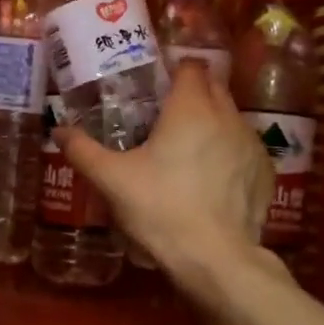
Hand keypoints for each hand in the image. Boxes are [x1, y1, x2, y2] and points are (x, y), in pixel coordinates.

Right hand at [56, 61, 270, 278]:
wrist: (216, 258)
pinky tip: (210, 179)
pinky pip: (243, 148)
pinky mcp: (265, 171)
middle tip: (162, 117)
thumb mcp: (112, 180)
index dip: (173, 71)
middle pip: (212, 87)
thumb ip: (82, 150)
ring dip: (211, 124)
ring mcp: (251, 143)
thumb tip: (57, 130)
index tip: (154, 87)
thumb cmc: (160, 209)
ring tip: (185, 150)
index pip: (190, 66)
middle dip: (191, 94)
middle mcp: (227, 115)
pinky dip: (228, 153)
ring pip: (230, 118)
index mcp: (191, 107)